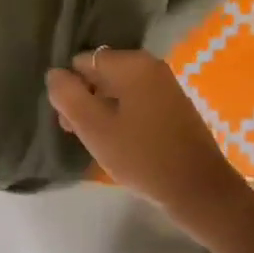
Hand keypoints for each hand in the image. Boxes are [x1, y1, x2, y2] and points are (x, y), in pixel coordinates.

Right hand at [46, 49, 243, 213]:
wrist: (199, 190)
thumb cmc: (141, 156)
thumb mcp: (93, 127)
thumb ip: (67, 95)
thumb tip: (55, 74)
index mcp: (132, 64)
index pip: (83, 62)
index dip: (70, 89)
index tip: (69, 120)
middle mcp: (150, 66)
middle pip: (101, 73)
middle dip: (85, 99)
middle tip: (78, 133)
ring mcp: (165, 85)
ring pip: (118, 89)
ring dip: (102, 110)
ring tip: (96, 142)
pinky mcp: (173, 106)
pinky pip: (136, 101)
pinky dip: (122, 116)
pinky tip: (119, 143)